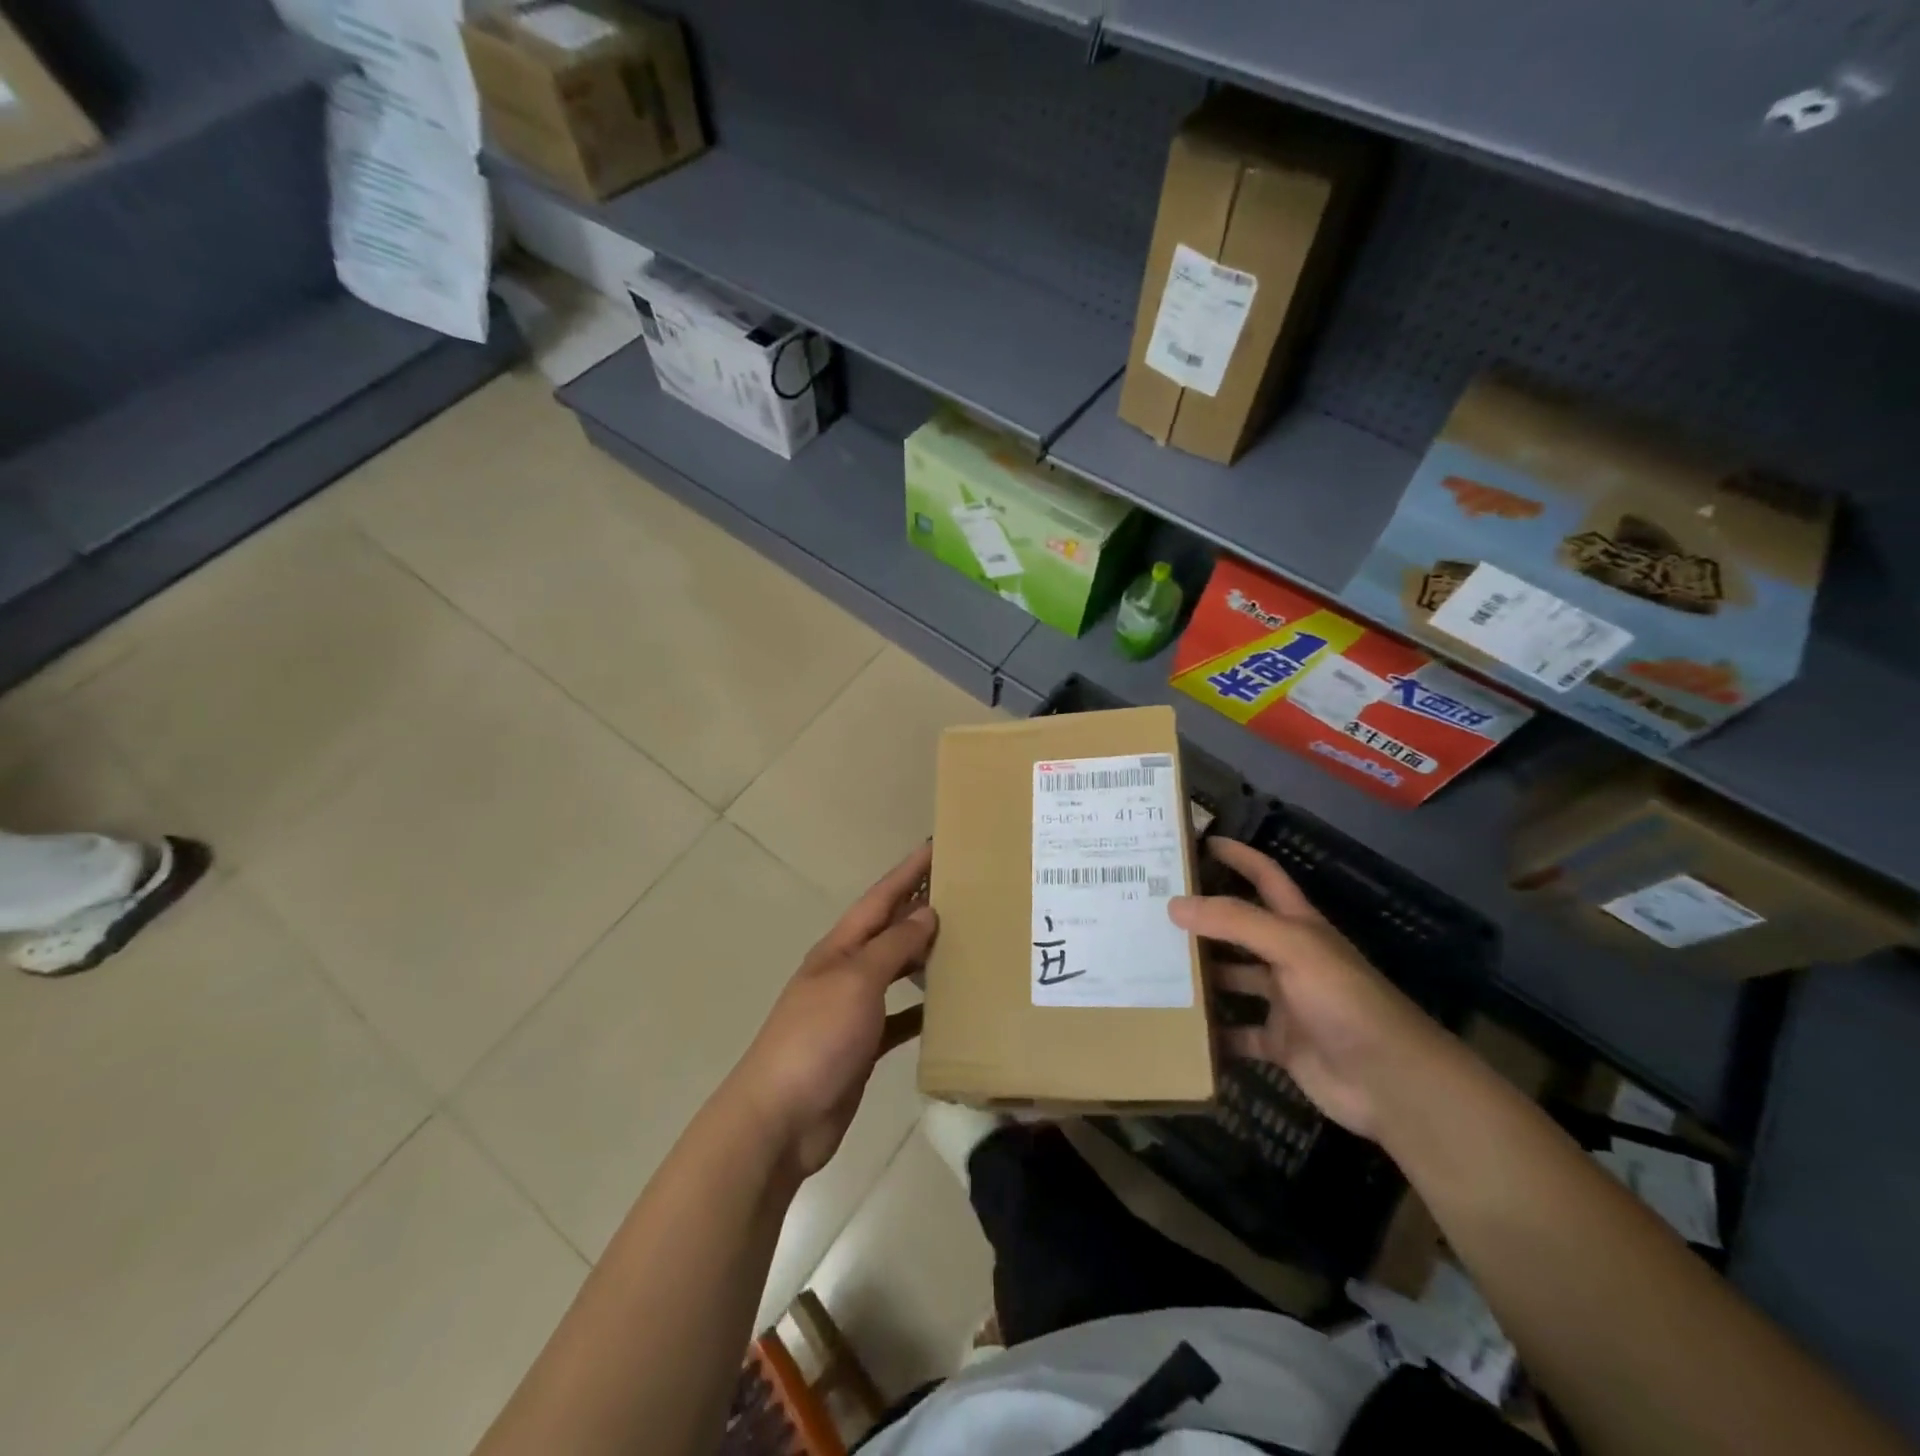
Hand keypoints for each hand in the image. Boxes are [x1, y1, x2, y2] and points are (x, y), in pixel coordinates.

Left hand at [725, 844, 936, 1177]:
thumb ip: (893, 946)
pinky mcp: (862, 1046)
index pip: (882, 897)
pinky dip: (922, 1009)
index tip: (939, 844)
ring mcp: (853, 1009)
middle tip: (967, 892)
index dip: (909, 870)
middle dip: (922, 907)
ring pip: (897, 971)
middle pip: (890, 930)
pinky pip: (899, 1017)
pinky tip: (949, 1008)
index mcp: (840, 947)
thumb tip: (926, 912)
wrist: (780, 1119)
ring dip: (926, 956)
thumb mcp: (857, 981)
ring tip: (967, 942)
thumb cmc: (817, 1038)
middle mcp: (846, 970)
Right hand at [1168, 838, 1455, 1139]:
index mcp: (1298, 926)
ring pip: (1233, 979)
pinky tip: (1177, 1025)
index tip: (1198, 842)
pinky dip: (1212, 1033)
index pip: (1265, 877)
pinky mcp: (1279, 1043)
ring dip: (1201, 974)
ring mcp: (1284, 1002)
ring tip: (1153, 963)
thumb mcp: (1291, 947)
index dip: (1238, 856)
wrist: (1390, 1081)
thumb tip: (1175, 904)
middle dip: (1204, 917)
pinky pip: (1236, 1034)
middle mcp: (1289, 958)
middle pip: (1240, 929)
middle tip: (1154, 907)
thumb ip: (1234, 921)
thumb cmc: (1344, 999)